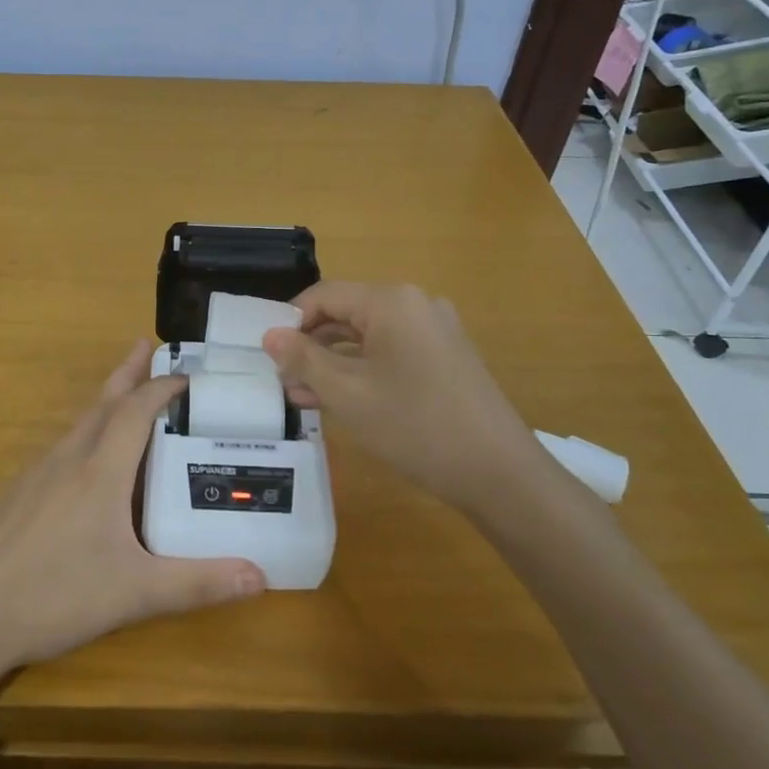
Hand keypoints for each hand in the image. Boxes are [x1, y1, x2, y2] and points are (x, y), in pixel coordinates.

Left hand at [0, 339, 264, 669]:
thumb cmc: (55, 595)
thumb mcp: (135, 594)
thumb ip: (198, 583)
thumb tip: (261, 577)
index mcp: (100, 471)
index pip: (136, 410)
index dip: (164, 387)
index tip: (190, 375)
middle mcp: (67, 459)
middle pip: (103, 401)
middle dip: (129, 373)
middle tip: (148, 345)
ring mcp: (35, 474)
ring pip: (78, 423)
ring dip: (106, 401)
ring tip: (126, 396)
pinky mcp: (16, 494)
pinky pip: (60, 448)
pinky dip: (84, 434)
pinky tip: (86, 462)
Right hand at [261, 281, 550, 513]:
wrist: (499, 473)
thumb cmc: (415, 426)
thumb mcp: (347, 394)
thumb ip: (303, 359)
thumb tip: (270, 335)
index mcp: (391, 301)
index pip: (324, 295)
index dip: (290, 322)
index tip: (269, 356)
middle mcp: (415, 304)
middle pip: (346, 313)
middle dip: (311, 346)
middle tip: (283, 381)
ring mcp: (435, 330)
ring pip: (367, 336)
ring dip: (333, 362)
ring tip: (305, 397)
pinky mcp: (446, 356)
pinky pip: (391, 352)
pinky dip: (363, 370)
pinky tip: (342, 400)